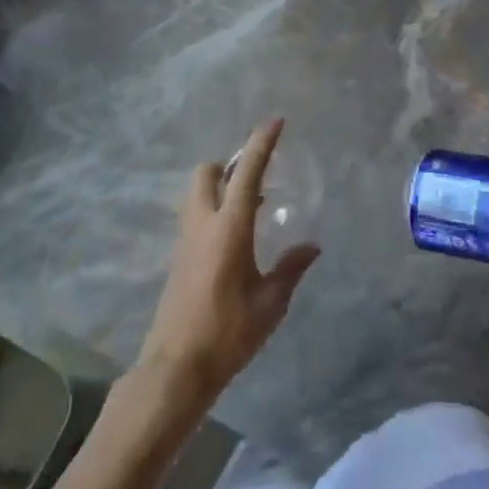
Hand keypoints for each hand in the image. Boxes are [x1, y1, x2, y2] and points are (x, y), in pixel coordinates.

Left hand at [133, 118, 320, 415]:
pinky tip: (235, 241)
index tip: (276, 121)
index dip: (261, 143)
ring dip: (220, 189)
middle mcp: (202, 224)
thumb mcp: (270, 302)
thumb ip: (291, 269)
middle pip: (207, 173)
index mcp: (229, 227)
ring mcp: (185, 240)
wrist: (177, 367)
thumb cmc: (229, 332)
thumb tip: (312, 246)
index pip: (246, 172)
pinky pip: (195, 218)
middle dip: (228, 165)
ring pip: (197, 195)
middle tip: (256, 182)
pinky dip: (214, 212)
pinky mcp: (178, 259)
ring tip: (251, 211)